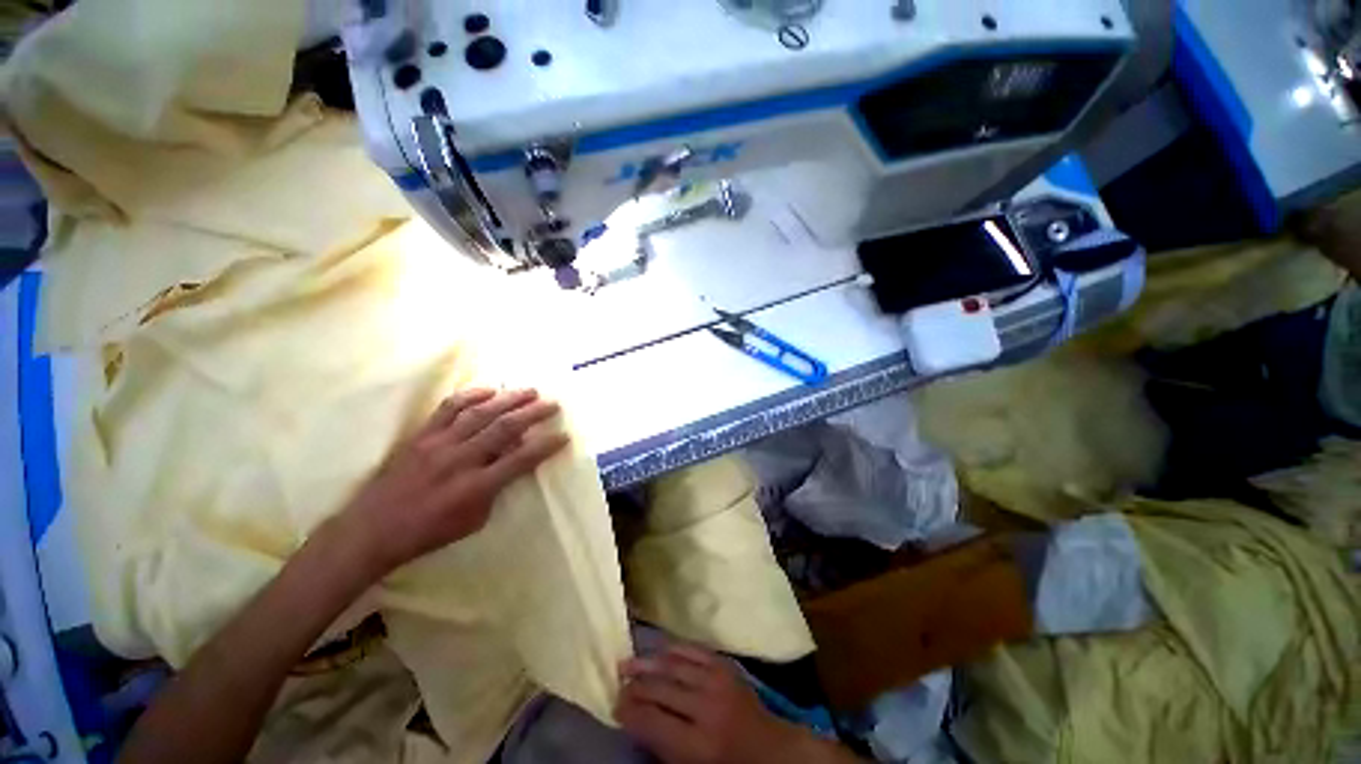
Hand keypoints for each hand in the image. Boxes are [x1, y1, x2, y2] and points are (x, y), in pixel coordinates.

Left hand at [339, 388, 569, 574]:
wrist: (372, 530)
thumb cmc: (429, 532)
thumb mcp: (473, 521)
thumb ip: (497, 489)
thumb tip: (515, 462)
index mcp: (475, 487)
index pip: (520, 460)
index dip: (545, 446)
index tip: (564, 436)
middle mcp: (460, 460)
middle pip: (504, 428)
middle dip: (533, 413)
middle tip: (553, 403)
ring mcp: (439, 444)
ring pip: (481, 413)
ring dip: (509, 399)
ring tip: (530, 391)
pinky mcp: (422, 436)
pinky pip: (449, 409)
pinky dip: (471, 395)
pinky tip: (489, 389)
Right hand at [616, 645, 799, 763]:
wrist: (768, 749)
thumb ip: (662, 745)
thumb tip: (634, 719)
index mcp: (697, 745)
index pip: (652, 721)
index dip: (629, 712)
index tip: (614, 705)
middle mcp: (705, 709)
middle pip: (661, 690)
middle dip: (635, 686)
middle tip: (618, 682)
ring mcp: (717, 682)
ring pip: (673, 665)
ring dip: (647, 663)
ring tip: (627, 662)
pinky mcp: (725, 666)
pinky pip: (694, 650)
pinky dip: (673, 648)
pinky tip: (658, 648)